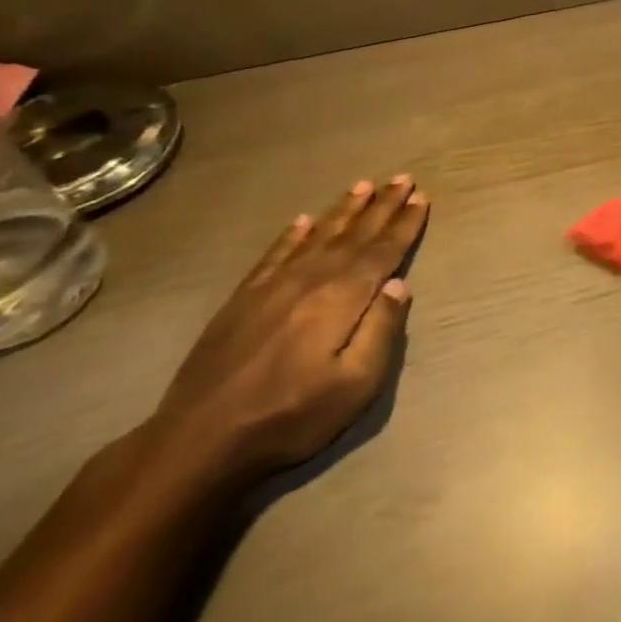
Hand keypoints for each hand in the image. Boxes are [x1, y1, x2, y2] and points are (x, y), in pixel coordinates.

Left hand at [148, 175, 428, 484]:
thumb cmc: (290, 417)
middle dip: (381, 207)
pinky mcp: (241, 301)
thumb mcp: (355, 385)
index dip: (404, 224)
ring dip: (343, 211)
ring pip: (316, 237)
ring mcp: (271, 288)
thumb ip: (381, 331)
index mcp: (341, 300)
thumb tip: (400, 284)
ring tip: (363, 186)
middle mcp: (309, 281)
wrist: (198, 442)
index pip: (382, 252)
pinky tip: (303, 221)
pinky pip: (274, 255)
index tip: (422, 197)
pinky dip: (292, 235)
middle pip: (353, 236)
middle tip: (402, 178)